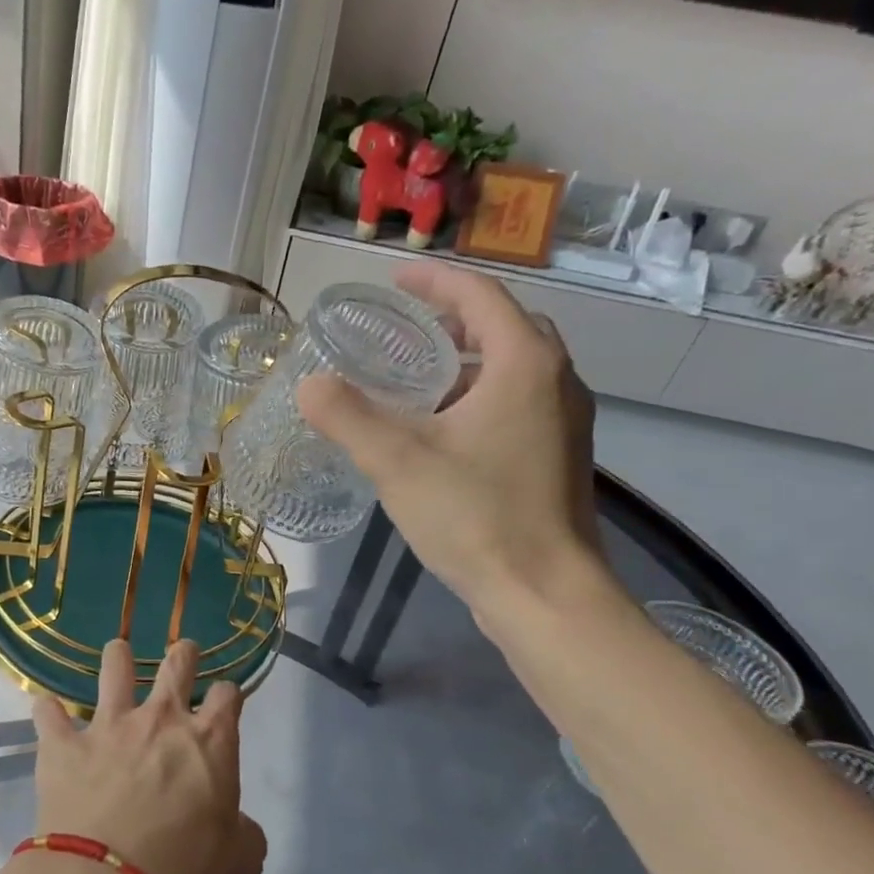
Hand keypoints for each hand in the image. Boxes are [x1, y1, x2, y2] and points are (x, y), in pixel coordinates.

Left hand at [32, 638, 266, 873]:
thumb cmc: (186, 873)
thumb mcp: (241, 862)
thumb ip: (243, 832)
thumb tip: (235, 825)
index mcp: (210, 742)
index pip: (228, 696)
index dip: (229, 695)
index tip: (225, 702)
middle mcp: (161, 720)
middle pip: (177, 664)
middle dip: (183, 653)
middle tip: (183, 653)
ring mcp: (109, 726)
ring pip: (114, 667)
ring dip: (118, 657)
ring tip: (118, 653)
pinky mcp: (64, 745)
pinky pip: (48, 713)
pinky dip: (48, 711)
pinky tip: (47, 712)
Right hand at [298, 263, 605, 625]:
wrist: (544, 594)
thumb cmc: (475, 516)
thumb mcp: (397, 461)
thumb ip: (347, 416)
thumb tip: (309, 385)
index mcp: (524, 364)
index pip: (480, 295)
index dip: (434, 281)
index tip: (394, 279)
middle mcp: (555, 380)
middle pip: (503, 326)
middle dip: (452, 318)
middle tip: (403, 328)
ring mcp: (563, 420)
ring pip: (512, 367)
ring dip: (466, 359)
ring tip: (415, 376)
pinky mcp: (558, 456)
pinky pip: (517, 402)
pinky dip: (478, 395)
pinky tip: (441, 429)